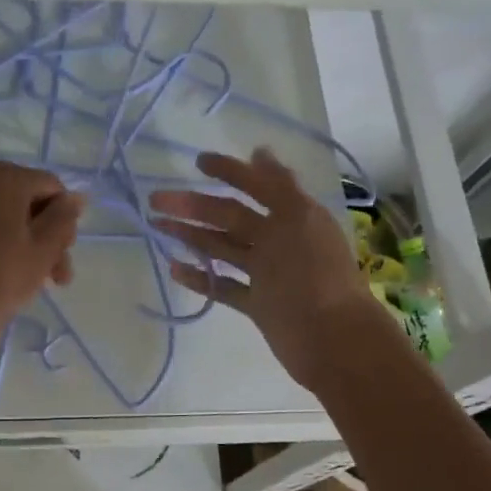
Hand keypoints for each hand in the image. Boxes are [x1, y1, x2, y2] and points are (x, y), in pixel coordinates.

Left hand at [0, 161, 84, 339]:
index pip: (51, 187)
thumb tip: (75, 197)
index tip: (64, 255)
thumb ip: (64, 217)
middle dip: (42, 234)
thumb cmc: (0, 278)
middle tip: (52, 275)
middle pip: (22, 199)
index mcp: (5, 177)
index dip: (64, 220)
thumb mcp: (44, 249)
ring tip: (27, 278)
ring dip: (17, 238)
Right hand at [150, 149, 383, 389]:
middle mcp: (278, 241)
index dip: (230, 171)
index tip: (197, 163)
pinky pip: (223, 286)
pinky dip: (201, 277)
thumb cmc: (316, 275)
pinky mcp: (258, 304)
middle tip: (157, 200)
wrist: (333, 340)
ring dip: (192, 236)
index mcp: (293, 217)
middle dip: (195, 205)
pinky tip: (174, 268)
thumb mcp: (300, 219)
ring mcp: (267, 274)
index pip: (257, 186)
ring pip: (223, 249)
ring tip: (159, 227)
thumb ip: (278, 187)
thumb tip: (258, 151)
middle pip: (230, 217)